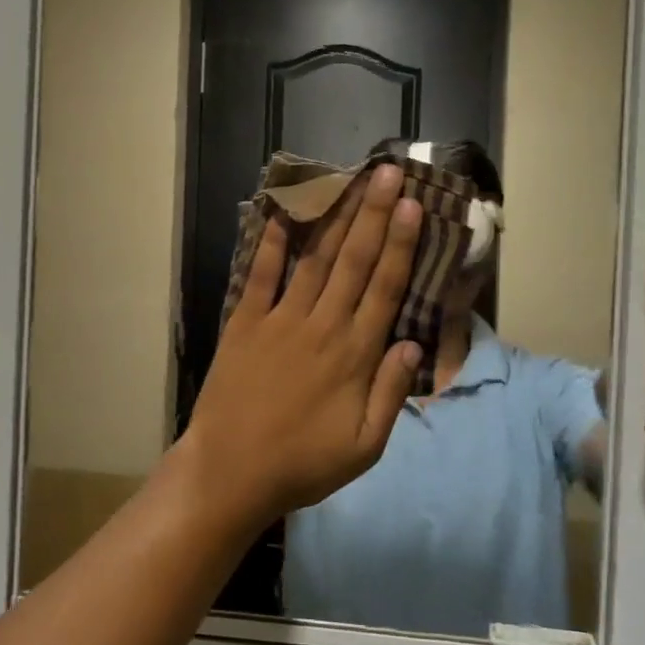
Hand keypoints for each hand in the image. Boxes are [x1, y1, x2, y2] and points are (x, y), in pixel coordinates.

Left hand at [179, 164, 422, 528]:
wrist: (230, 472)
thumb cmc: (303, 464)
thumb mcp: (365, 447)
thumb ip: (390, 393)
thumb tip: (413, 343)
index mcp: (355, 354)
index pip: (385, 287)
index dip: (401, 244)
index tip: (413, 206)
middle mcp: (322, 325)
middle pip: (354, 261)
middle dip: (374, 213)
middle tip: (388, 172)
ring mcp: (280, 320)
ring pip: (315, 259)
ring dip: (334, 218)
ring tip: (349, 181)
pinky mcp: (245, 323)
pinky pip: (260, 276)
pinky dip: (271, 243)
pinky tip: (281, 212)